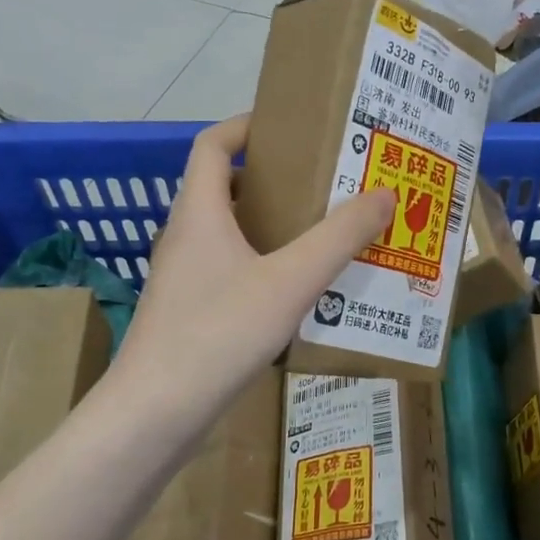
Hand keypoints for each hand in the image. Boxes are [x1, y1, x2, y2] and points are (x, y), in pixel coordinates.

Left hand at [109, 115, 393, 433]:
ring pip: (231, 236)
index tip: (289, 125)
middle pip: (226, 189)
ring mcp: (184, 279)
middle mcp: (186, 237)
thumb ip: (339, 237)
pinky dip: (264, 267)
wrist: (155, 414)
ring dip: (273, 228)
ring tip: (324, 234)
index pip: (212, 145)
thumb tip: (384, 193)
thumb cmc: (218, 333)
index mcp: (199, 213)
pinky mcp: (190, 314)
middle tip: (326, 184)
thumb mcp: (290, 281)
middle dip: (275, 180)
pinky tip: (299, 293)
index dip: (245, 126)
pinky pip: (232, 272)